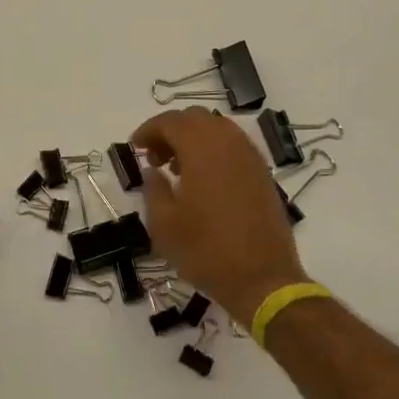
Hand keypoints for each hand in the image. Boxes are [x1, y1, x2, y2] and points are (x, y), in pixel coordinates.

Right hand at [132, 107, 307, 326]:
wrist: (262, 279)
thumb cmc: (206, 251)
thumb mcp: (164, 224)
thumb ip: (153, 188)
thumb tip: (153, 170)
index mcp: (202, 148)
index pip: (170, 121)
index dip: (148, 130)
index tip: (135, 148)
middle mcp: (229, 143)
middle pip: (195, 118)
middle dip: (171, 131)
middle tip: (154, 157)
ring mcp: (250, 156)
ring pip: (217, 129)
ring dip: (193, 139)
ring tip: (177, 169)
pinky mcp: (262, 173)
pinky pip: (233, 146)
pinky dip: (213, 151)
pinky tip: (203, 180)